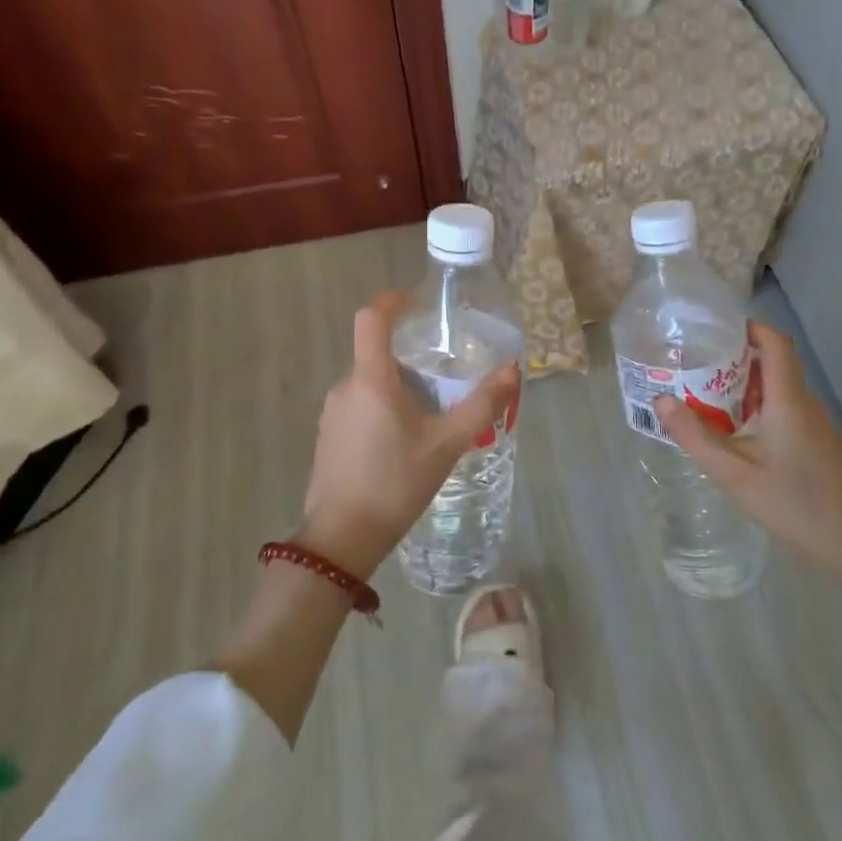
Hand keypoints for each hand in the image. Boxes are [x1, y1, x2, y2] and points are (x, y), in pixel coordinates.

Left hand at [297, 291, 519, 579]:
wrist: (342, 539)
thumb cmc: (395, 484)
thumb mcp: (447, 444)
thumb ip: (481, 405)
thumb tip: (512, 370)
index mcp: (371, 379)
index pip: (371, 318)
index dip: (393, 301)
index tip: (418, 304)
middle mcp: (346, 386)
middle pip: (376, 352)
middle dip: (410, 356)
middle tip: (445, 376)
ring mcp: (332, 412)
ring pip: (369, 382)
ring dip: (398, 385)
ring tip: (430, 414)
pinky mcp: (328, 435)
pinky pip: (359, 404)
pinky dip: (383, 407)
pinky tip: (404, 442)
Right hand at [655, 321, 841, 588]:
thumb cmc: (796, 504)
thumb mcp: (734, 474)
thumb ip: (696, 436)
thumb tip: (661, 400)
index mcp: (788, 400)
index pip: (775, 343)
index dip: (748, 327)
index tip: (713, 327)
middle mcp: (804, 403)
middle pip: (772, 362)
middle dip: (732, 357)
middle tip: (693, 363)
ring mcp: (814, 423)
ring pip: (775, 388)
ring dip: (741, 385)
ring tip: (702, 393)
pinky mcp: (816, 442)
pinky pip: (782, 409)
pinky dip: (755, 407)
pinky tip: (731, 429)